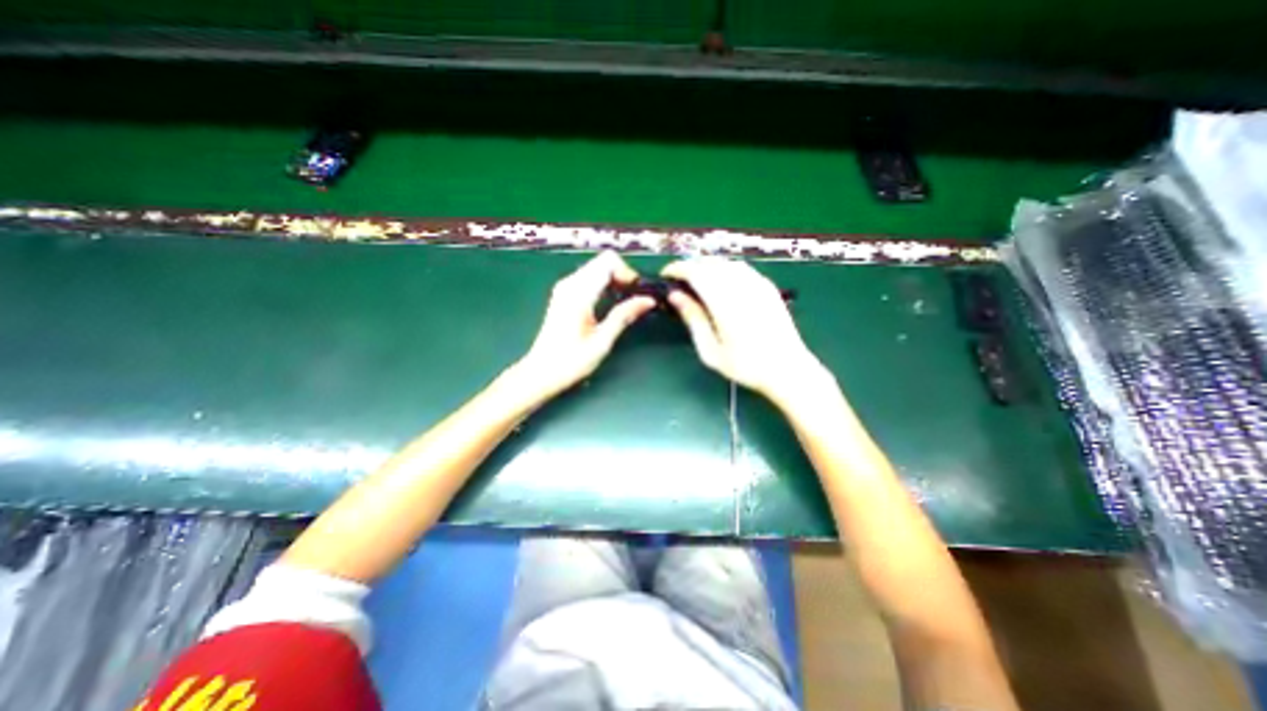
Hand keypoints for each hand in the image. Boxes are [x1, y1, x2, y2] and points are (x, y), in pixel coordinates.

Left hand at [512, 249, 653, 396]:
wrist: (540, 373)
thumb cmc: (571, 361)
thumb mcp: (602, 341)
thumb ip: (624, 316)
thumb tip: (648, 300)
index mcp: (579, 293)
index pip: (608, 262)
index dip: (627, 273)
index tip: (636, 294)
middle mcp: (569, 283)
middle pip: (603, 261)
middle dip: (623, 276)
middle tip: (634, 299)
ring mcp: (565, 288)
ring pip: (597, 269)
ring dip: (614, 281)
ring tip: (625, 303)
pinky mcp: (564, 295)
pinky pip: (589, 278)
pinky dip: (604, 285)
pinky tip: (610, 304)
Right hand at [664, 258, 832, 404]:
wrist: (787, 368)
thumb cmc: (745, 365)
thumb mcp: (710, 350)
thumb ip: (693, 319)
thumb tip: (675, 296)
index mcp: (724, 302)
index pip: (695, 272)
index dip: (678, 268)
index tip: (665, 275)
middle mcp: (741, 286)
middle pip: (710, 263)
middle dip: (691, 266)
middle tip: (679, 281)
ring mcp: (757, 283)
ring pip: (726, 262)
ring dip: (708, 266)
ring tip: (698, 281)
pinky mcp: (767, 286)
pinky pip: (741, 268)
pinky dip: (725, 269)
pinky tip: (722, 283)